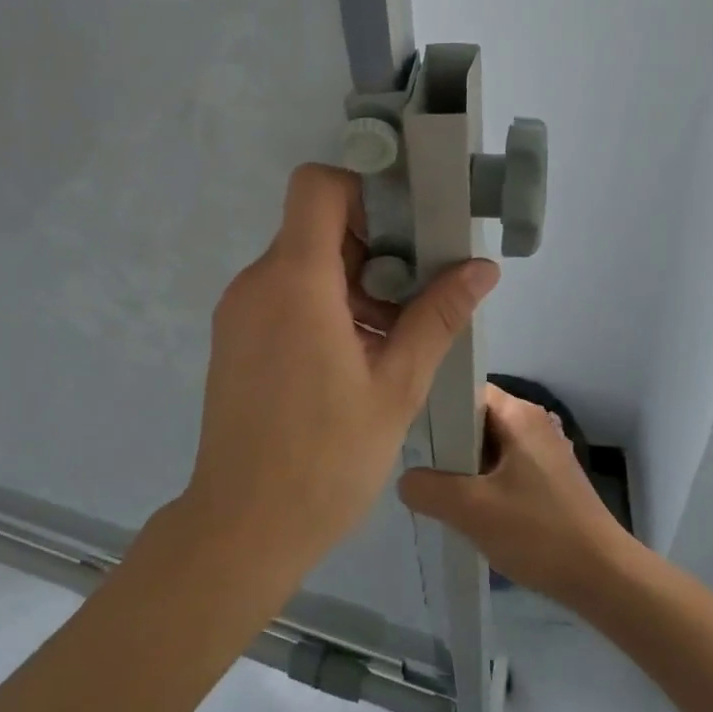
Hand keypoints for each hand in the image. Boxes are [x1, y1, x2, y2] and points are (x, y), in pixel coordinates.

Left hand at [183, 164, 500, 580]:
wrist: (244, 525)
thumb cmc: (327, 459)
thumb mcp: (396, 387)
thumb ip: (436, 318)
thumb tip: (480, 269)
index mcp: (294, 282)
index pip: (316, 186)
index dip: (362, 191)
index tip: (403, 232)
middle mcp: (256, 283)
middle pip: (313, 226)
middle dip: (369, 245)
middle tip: (412, 295)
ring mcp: (237, 311)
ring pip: (299, 263)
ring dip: (348, 281)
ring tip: (388, 337)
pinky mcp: (232, 338)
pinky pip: (281, 296)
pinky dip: (319, 305)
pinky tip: (351, 357)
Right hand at [399, 384, 637, 607]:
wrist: (605, 580)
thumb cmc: (538, 532)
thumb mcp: (470, 509)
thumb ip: (427, 489)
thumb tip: (406, 481)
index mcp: (519, 414)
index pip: (464, 390)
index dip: (434, 407)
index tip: (409, 432)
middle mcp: (533, 424)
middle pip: (474, 420)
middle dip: (445, 443)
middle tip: (416, 466)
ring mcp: (544, 454)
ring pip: (487, 449)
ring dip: (462, 469)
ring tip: (434, 492)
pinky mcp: (549, 482)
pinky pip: (503, 470)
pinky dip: (483, 485)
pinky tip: (467, 512)